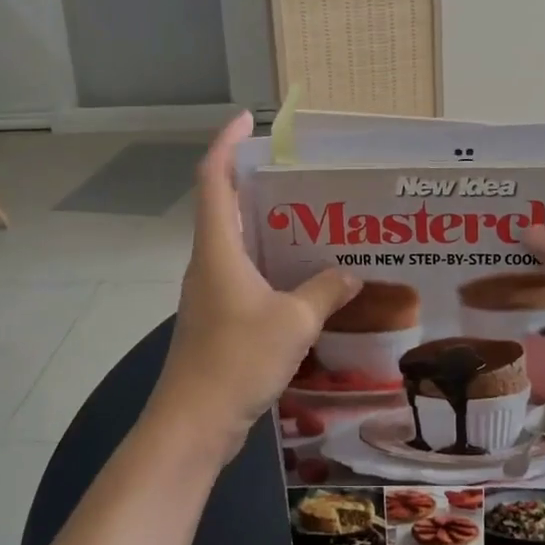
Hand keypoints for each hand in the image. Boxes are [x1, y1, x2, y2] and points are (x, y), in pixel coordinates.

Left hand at [148, 112, 361, 464]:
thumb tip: (351, 274)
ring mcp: (210, 291)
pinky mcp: (217, 318)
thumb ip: (325, 291)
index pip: (213, 178)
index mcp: (217, 248)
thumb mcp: (294, 322)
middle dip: (258, 183)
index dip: (226, 143)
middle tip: (302, 175)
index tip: (249, 120)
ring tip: (313, 221)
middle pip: (226, 205)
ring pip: (237, 243)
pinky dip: (271, 264)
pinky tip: (304, 278)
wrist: (192, 424)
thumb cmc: (236, 360)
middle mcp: (209, 261)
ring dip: (268, 227)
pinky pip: (245, 275)